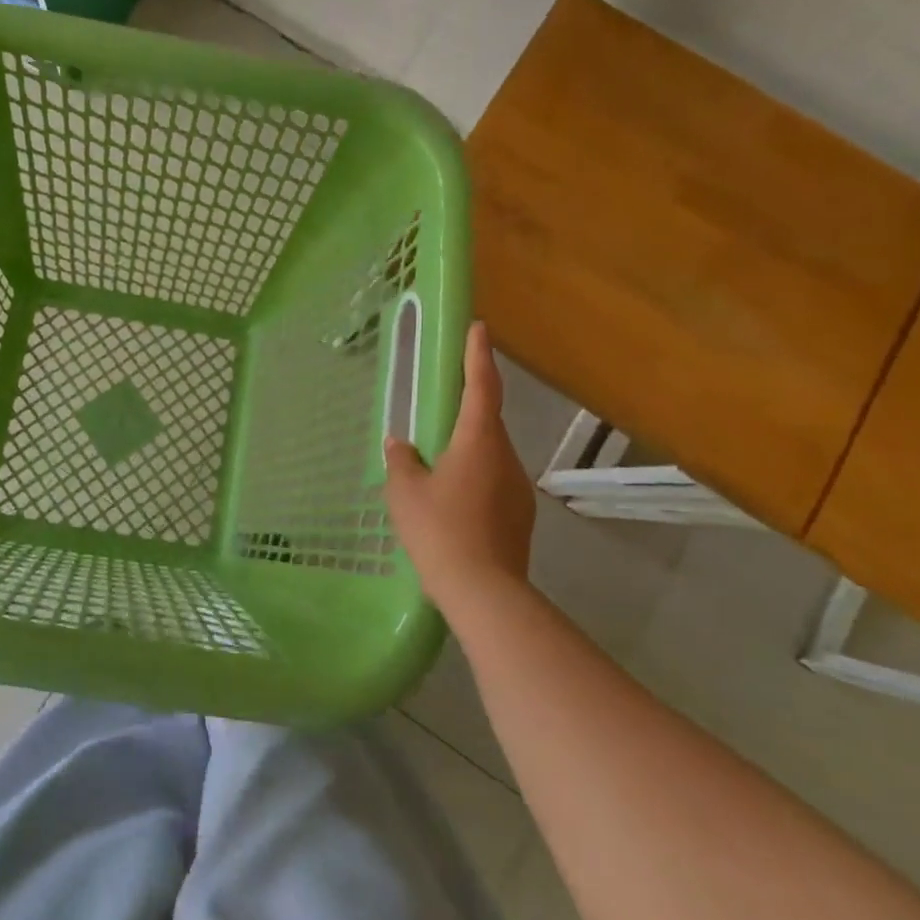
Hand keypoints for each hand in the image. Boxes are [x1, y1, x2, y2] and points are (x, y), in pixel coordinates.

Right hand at [384, 320, 536, 616]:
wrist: (485, 592)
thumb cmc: (440, 530)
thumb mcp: (406, 492)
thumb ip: (402, 462)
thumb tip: (399, 444)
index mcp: (479, 441)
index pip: (482, 386)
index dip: (479, 355)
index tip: (479, 327)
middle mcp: (506, 458)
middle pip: (486, 423)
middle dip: (465, 413)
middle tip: (437, 414)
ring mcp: (518, 489)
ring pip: (489, 457)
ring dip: (466, 453)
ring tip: (436, 471)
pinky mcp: (520, 517)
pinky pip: (493, 485)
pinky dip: (473, 482)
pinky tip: (450, 505)